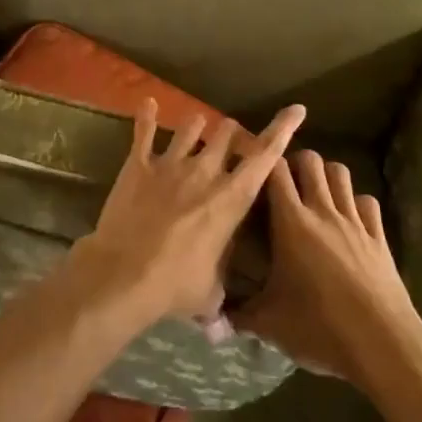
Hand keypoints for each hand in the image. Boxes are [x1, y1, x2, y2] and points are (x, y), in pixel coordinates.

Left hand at [76, 100, 306, 326]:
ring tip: (197, 129)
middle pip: (227, 133)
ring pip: (191, 125)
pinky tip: (147, 104)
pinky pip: (144, 132)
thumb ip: (221, 289)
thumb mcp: (211, 292)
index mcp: (231, 198)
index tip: (296, 110)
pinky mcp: (138, 164)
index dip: (283, 129)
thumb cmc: (176, 285)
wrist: (125, 274)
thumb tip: (222, 317)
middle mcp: (205, 171)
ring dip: (198, 126)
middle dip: (233, 135)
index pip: (265, 156)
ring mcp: (170, 163)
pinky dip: (146, 117)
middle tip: (231, 145)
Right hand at [237, 150, 421, 382]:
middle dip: (296, 163)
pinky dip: (357, 204)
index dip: (264, 164)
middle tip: (285, 185)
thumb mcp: (270, 324)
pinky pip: (367, 202)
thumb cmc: (320, 328)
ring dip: (326, 177)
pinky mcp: (379, 237)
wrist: (383, 345)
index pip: (276, 170)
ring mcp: (354, 221)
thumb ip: (240, 313)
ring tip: (315, 196)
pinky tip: (349, 221)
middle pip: (311, 160)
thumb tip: (216, 315)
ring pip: (340, 173)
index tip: (253, 171)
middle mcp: (323, 212)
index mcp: (292, 223)